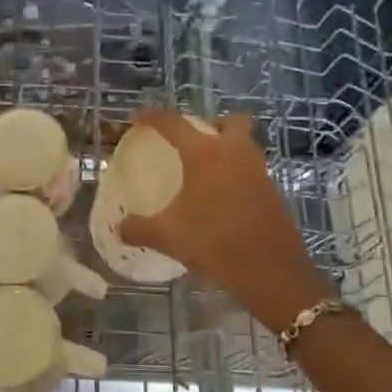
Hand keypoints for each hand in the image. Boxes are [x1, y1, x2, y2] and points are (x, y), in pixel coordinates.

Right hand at [117, 111, 328, 332]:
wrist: (273, 273)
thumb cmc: (216, 244)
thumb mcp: (169, 237)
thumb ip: (138, 229)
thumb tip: (118, 228)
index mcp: (205, 155)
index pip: (174, 123)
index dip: (151, 117)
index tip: (135, 120)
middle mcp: (235, 153)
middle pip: (228, 122)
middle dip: (208, 125)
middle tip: (188, 144)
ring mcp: (258, 171)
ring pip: (244, 145)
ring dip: (225, 149)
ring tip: (201, 173)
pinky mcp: (272, 192)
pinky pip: (251, 170)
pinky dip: (235, 174)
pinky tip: (219, 200)